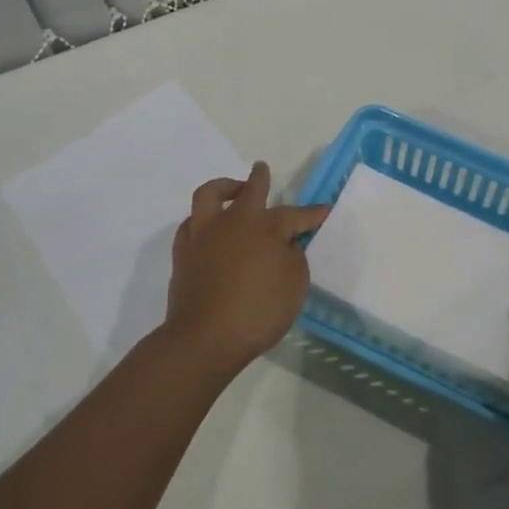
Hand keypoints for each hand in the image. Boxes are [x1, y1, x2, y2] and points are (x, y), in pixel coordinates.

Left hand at [164, 162, 328, 376]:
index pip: (295, 215)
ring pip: (210, 195)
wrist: (205, 338)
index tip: (324, 210)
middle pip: (250, 190)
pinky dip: (203, 219)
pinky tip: (209, 228)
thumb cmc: (258, 311)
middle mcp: (233, 221)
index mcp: (265, 226)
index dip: (312, 214)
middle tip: (262, 170)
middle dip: (260, 179)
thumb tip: (285, 245)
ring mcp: (204, 234)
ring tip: (232, 191)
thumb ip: (293, 257)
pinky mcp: (183, 252)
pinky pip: (191, 223)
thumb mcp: (295, 285)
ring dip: (224, 187)